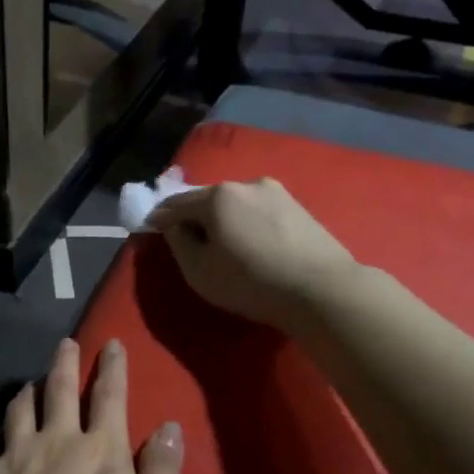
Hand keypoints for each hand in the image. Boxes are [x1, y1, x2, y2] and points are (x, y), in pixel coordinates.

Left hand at [0, 338, 183, 473]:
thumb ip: (164, 471)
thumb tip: (169, 426)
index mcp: (101, 451)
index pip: (110, 396)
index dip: (113, 367)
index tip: (111, 343)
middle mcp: (56, 443)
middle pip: (59, 391)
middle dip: (65, 362)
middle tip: (64, 343)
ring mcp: (13, 461)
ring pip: (18, 411)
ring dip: (26, 393)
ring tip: (28, 384)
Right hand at [147, 178, 354, 330]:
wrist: (321, 289)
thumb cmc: (250, 282)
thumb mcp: (199, 271)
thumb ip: (178, 242)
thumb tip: (174, 226)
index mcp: (217, 196)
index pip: (175, 204)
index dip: (159, 219)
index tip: (151, 231)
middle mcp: (245, 183)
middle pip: (207, 200)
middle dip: (194, 218)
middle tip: (191, 244)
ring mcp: (276, 192)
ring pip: (236, 204)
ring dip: (224, 221)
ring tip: (225, 248)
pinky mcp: (298, 206)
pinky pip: (259, 212)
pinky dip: (247, 224)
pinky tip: (253, 246)